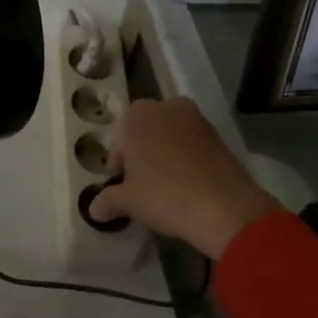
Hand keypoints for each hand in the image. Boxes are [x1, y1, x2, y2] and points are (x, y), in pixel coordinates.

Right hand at [87, 97, 278, 258]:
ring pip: (171, 137)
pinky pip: (193, 146)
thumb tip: (94, 209)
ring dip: (166, 156)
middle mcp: (167, 107)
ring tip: (167, 188)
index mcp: (138, 114)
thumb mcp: (128, 201)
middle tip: (142, 185)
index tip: (123, 185)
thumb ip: (107, 200)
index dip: (119, 164)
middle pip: (146, 132)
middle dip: (142, 154)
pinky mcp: (220, 136)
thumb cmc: (164, 195)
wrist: (224, 207)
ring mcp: (197, 119)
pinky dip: (187, 160)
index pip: (119, 139)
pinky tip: (188, 186)